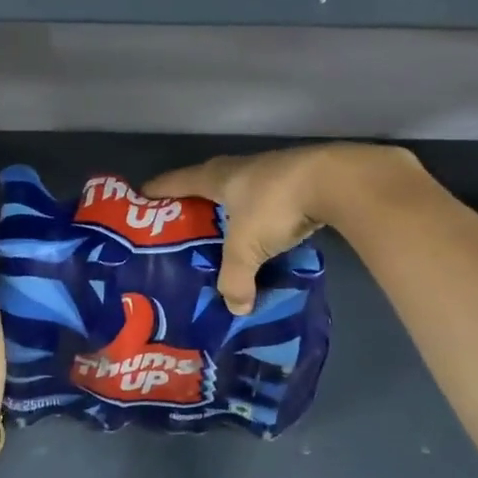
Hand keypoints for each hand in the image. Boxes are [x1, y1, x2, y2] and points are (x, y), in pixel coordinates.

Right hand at [143, 144, 420, 313]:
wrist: (337, 182)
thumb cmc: (275, 206)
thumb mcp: (246, 249)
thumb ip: (235, 280)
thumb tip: (236, 308)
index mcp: (218, 177)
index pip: (178, 181)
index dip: (158, 190)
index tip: (141, 199)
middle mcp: (241, 169)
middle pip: (208, 182)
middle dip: (194, 202)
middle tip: (181, 225)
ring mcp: (273, 172)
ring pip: (241, 192)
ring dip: (231, 211)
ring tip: (222, 236)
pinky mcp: (299, 182)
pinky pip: (269, 203)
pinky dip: (261, 219)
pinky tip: (264, 237)